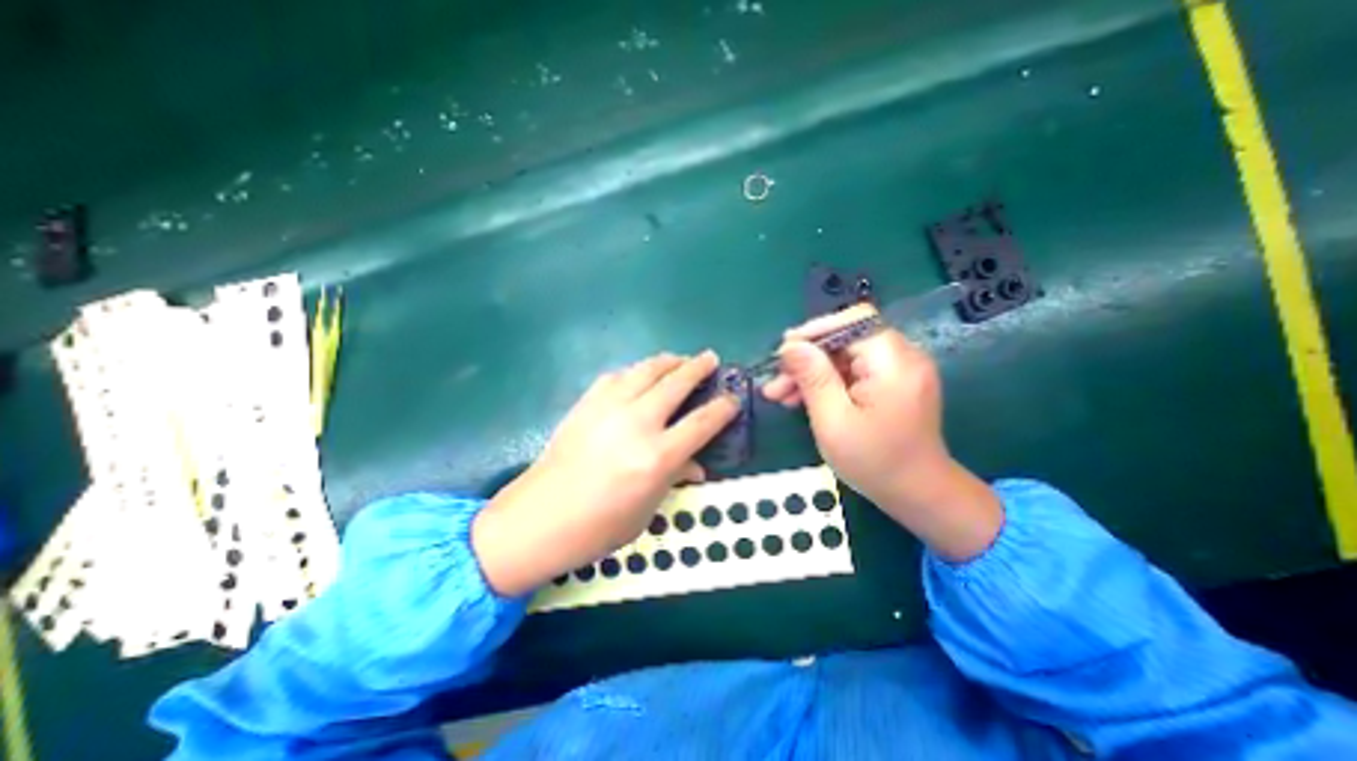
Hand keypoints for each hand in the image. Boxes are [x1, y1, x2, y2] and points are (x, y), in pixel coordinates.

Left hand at [473, 351, 738, 592]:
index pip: (702, 423)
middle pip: (676, 383)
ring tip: (679, 359)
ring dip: (668, 361)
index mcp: (657, 457)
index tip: (733, 398)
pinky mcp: (586, 403)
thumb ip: (674, 478)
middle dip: (698, 367)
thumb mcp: (647, 510)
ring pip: (646, 370)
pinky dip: (635, 370)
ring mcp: (608, 408)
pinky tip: (639, 374)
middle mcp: (637, 424)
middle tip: (710, 358)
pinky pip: (617, 376)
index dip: (723, 408)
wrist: (538, 519)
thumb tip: (696, 464)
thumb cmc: (598, 528)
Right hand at [762, 306, 1006, 561]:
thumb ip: (813, 378)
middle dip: (807, 358)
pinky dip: (827, 382)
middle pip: (846, 339)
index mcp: (894, 363)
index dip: (815, 331)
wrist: (918, 494)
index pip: (853, 322)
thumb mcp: (834, 421)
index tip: (784, 352)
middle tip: (776, 382)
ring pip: (845, 356)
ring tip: (781, 395)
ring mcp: (899, 370)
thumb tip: (790, 346)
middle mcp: (902, 357)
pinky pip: (853, 371)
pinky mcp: (892, 383)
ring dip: (812, 372)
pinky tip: (802, 399)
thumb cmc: (875, 462)